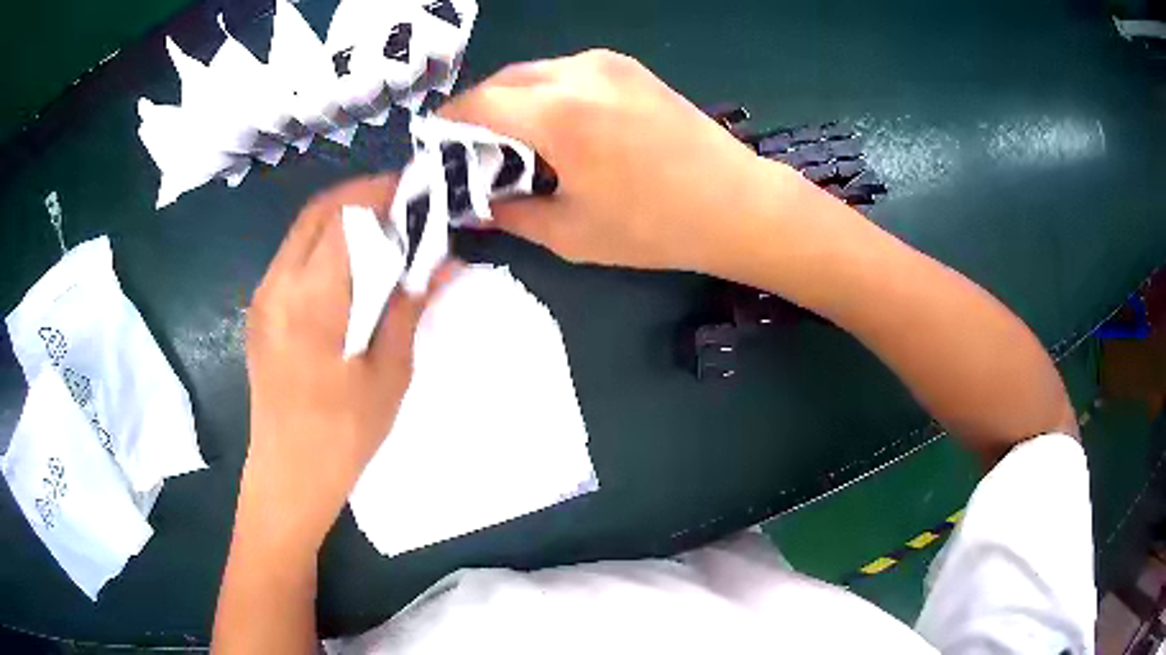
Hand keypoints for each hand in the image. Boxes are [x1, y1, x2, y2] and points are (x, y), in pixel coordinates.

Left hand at [240, 175, 452, 552]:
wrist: (288, 475)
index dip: (383, 193)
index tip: (418, 190)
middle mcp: (277, 286)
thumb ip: (410, 307)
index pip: (346, 217)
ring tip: (383, 227)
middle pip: (319, 212)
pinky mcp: (260, 310)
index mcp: (311, 301)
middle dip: (362, 194)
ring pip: (302, 230)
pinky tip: (350, 264)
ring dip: (342, 216)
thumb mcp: (389, 375)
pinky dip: (324, 243)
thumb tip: (446, 262)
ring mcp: (263, 297)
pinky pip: (293, 256)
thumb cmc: (343, 435)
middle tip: (404, 201)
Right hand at [439, 49, 808, 274]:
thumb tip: (474, 205)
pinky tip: (560, 128)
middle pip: (501, 81)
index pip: (475, 103)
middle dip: (479, 115)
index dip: (448, 127)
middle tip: (477, 154)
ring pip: (533, 73)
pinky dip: (547, 95)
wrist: (737, 203)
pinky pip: (566, 72)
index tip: (439, 151)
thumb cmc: (656, 227)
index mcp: (558, 114)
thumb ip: (510, 213)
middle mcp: (578, 73)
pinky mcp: (628, 66)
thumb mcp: (571, 233)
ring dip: (513, 103)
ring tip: (519, 144)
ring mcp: (607, 63)